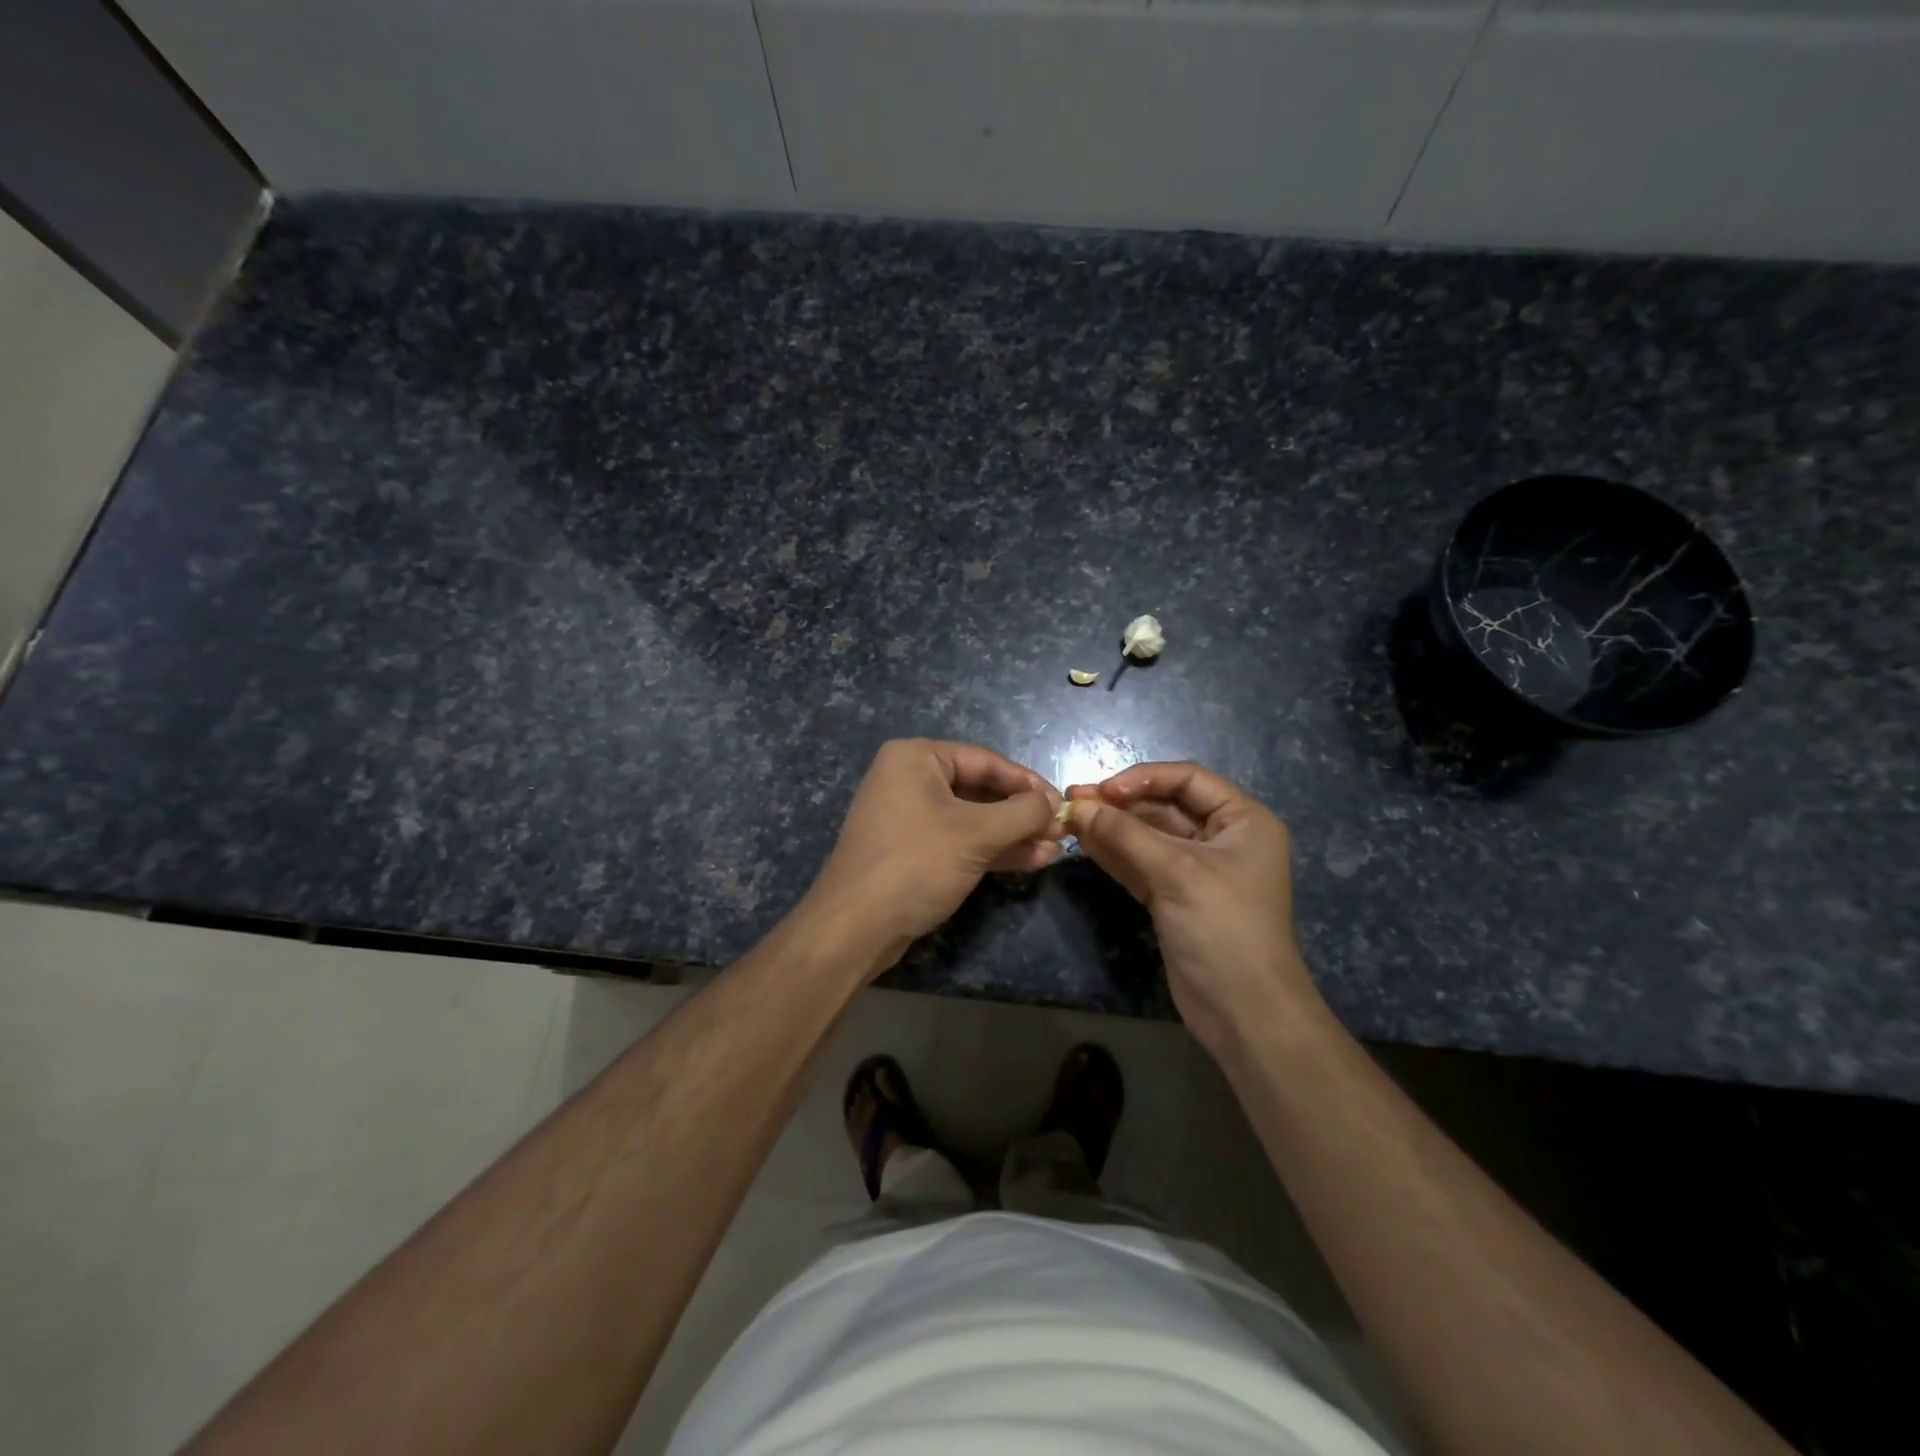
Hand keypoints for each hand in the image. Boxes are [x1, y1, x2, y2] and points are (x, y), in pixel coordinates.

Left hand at [802, 738, 1063, 973]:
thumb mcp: (976, 833)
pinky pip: (959, 840)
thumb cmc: (916, 864)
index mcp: (916, 758)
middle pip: (980, 789)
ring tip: (1053, 850)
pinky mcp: (912, 850)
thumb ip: (1022, 813)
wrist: (855, 927)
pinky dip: (992, 850)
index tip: (1062, 804)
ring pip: (973, 819)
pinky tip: (1030, 861)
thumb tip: (1053, 803)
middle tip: (1060, 831)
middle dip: (1021, 813)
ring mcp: (909, 817)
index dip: (1028, 783)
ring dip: (1013, 835)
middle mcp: (909, 779)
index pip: (986, 760)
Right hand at [1065, 762, 1326, 1055]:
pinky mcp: (1174, 897)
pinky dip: (1114, 854)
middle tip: (1074, 802)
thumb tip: (1078, 805)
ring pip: (1148, 836)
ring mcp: (1196, 869)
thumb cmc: (1222, 927)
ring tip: (1070, 819)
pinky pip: (1141, 863)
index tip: (1102, 789)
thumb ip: (1124, 834)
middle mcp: (1221, 838)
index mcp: (1242, 821)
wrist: (1242, 1011)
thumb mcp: (1175, 872)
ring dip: (1112, 827)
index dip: (1143, 778)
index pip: (1188, 779)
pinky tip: (1084, 843)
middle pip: (1164, 806)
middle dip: (1120, 805)